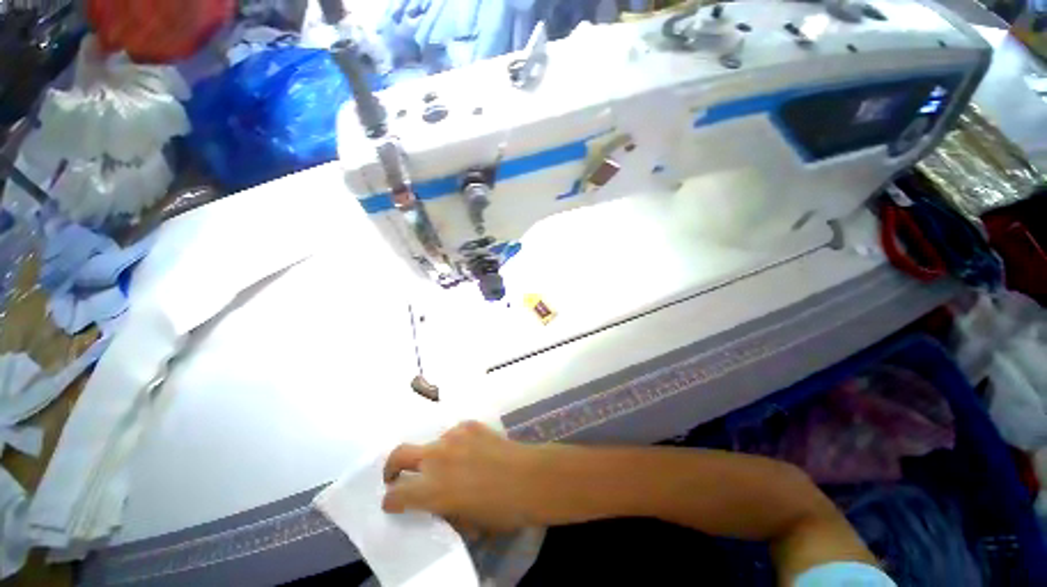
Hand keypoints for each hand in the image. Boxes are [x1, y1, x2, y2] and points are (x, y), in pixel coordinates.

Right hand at [382, 421, 546, 532]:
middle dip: (392, 467)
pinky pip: (454, 434)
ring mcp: (453, 437)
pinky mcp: (470, 425)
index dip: (392, 501)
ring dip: (434, 455)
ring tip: (455, 464)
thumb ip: (445, 512)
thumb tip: (437, 506)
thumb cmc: (500, 510)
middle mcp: (436, 458)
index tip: (395, 503)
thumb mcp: (467, 524)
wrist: (528, 477)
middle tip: (397, 475)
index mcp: (431, 489)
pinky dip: (456, 443)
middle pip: (399, 454)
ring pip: (432, 443)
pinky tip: (473, 450)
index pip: (395, 494)